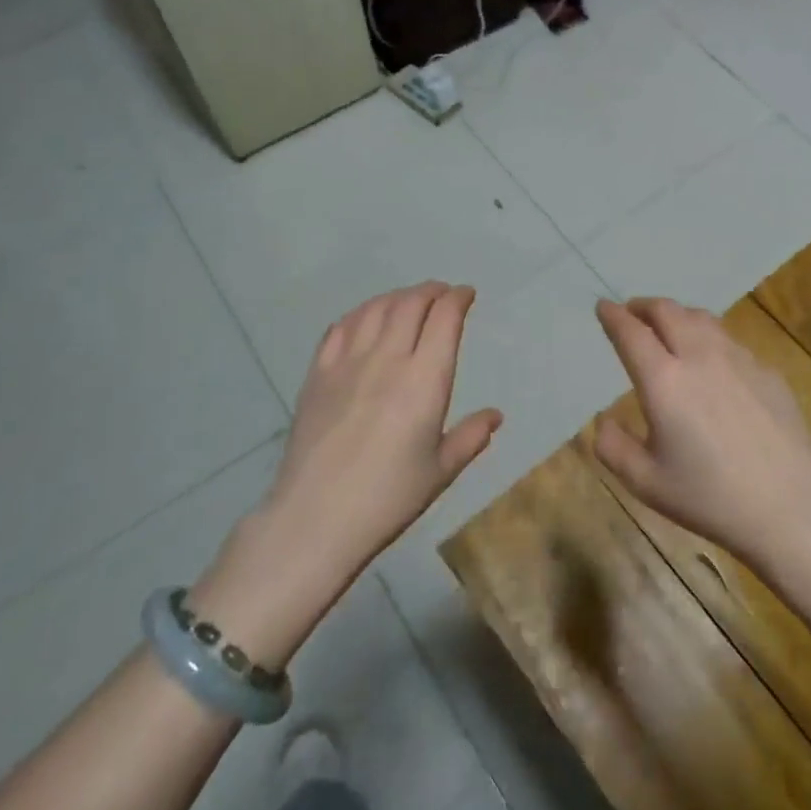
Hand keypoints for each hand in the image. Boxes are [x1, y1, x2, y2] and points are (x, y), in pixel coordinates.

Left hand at [192, 283, 499, 665]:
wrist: (315, 518)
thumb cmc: (388, 498)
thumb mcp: (440, 471)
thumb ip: (470, 437)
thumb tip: (495, 416)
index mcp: (424, 380)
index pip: (444, 318)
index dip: (458, 298)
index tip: (467, 295)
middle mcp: (387, 359)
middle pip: (411, 304)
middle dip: (431, 291)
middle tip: (443, 295)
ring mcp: (348, 363)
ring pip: (376, 309)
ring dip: (398, 296)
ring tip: (409, 301)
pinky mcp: (318, 374)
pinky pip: (340, 328)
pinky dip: (361, 313)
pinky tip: (366, 319)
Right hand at [592, 298, 810, 567]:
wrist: (790, 506)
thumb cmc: (710, 497)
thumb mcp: (646, 483)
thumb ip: (614, 448)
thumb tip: (603, 421)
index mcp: (664, 380)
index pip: (631, 332)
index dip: (613, 316)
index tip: (603, 307)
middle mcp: (699, 357)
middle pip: (667, 311)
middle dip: (644, 306)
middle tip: (633, 313)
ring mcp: (738, 359)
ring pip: (701, 319)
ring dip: (677, 315)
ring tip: (670, 327)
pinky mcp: (767, 371)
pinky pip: (730, 341)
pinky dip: (709, 338)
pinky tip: (713, 362)